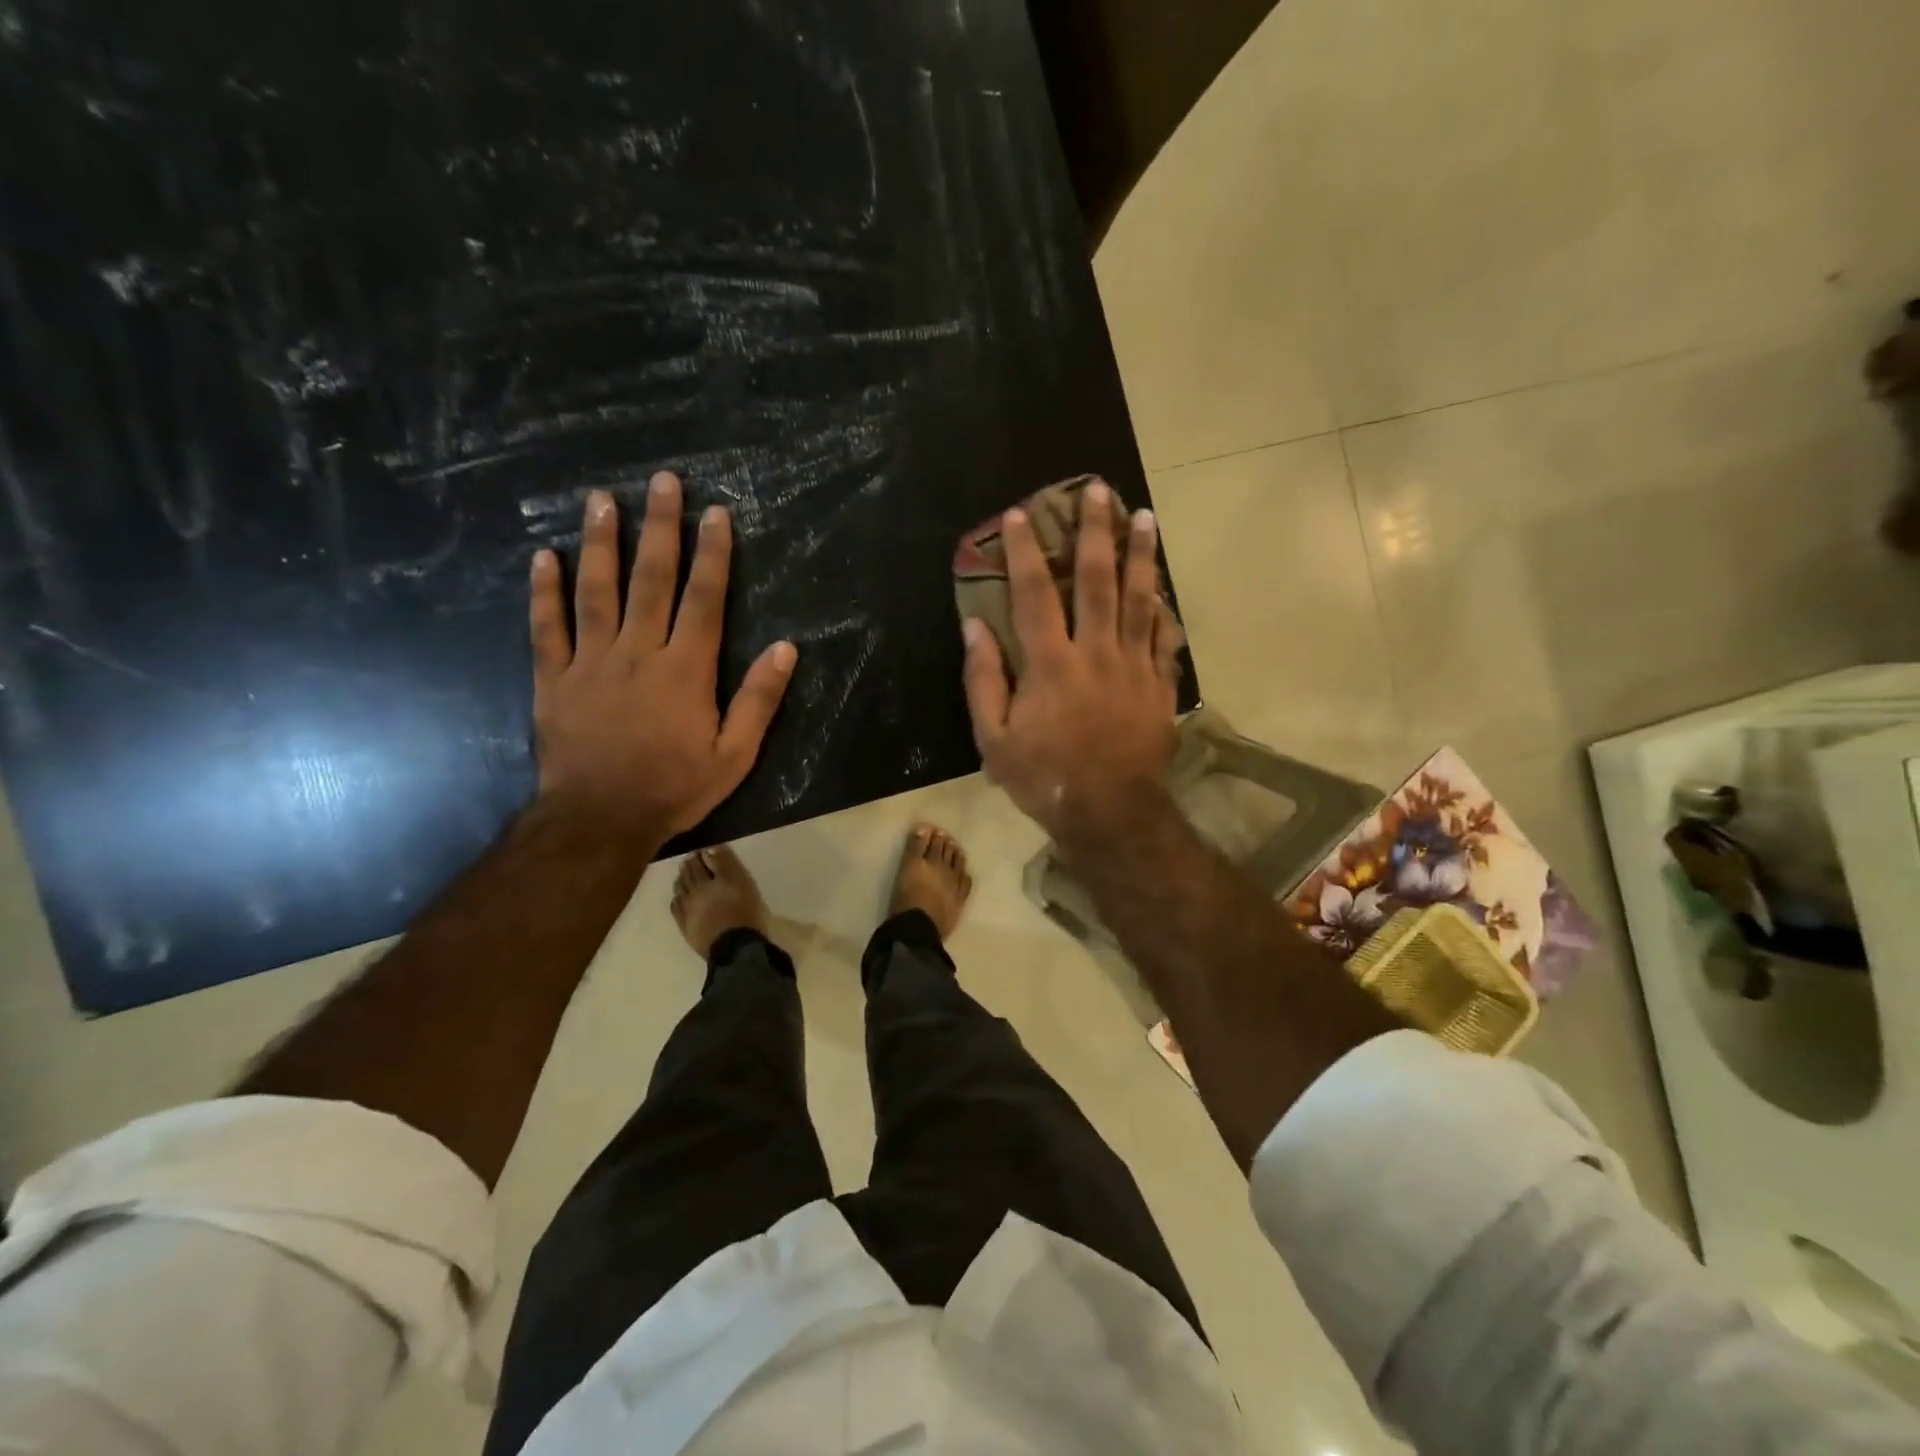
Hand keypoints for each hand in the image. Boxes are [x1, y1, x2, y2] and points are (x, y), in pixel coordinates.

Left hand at [530, 475, 796, 841]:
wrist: (600, 820)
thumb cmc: (675, 787)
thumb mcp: (735, 753)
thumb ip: (759, 699)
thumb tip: (786, 648)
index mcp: (686, 669)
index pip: (704, 599)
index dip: (713, 554)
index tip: (715, 513)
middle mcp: (639, 652)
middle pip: (651, 579)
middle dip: (660, 527)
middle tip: (662, 481)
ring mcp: (591, 661)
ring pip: (596, 590)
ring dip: (601, 543)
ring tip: (601, 500)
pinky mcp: (554, 678)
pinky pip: (547, 628)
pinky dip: (544, 592)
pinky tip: (543, 557)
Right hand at [962, 480, 1181, 844]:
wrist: (1110, 813)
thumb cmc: (1044, 778)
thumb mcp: (994, 739)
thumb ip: (983, 680)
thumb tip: (974, 627)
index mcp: (1051, 664)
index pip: (1033, 594)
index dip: (1024, 551)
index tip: (1020, 514)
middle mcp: (1096, 652)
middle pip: (1096, 580)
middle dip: (1095, 531)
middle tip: (1099, 491)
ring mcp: (1134, 666)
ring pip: (1140, 598)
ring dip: (1141, 555)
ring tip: (1144, 517)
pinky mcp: (1159, 685)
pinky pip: (1164, 637)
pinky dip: (1163, 609)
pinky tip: (1163, 587)